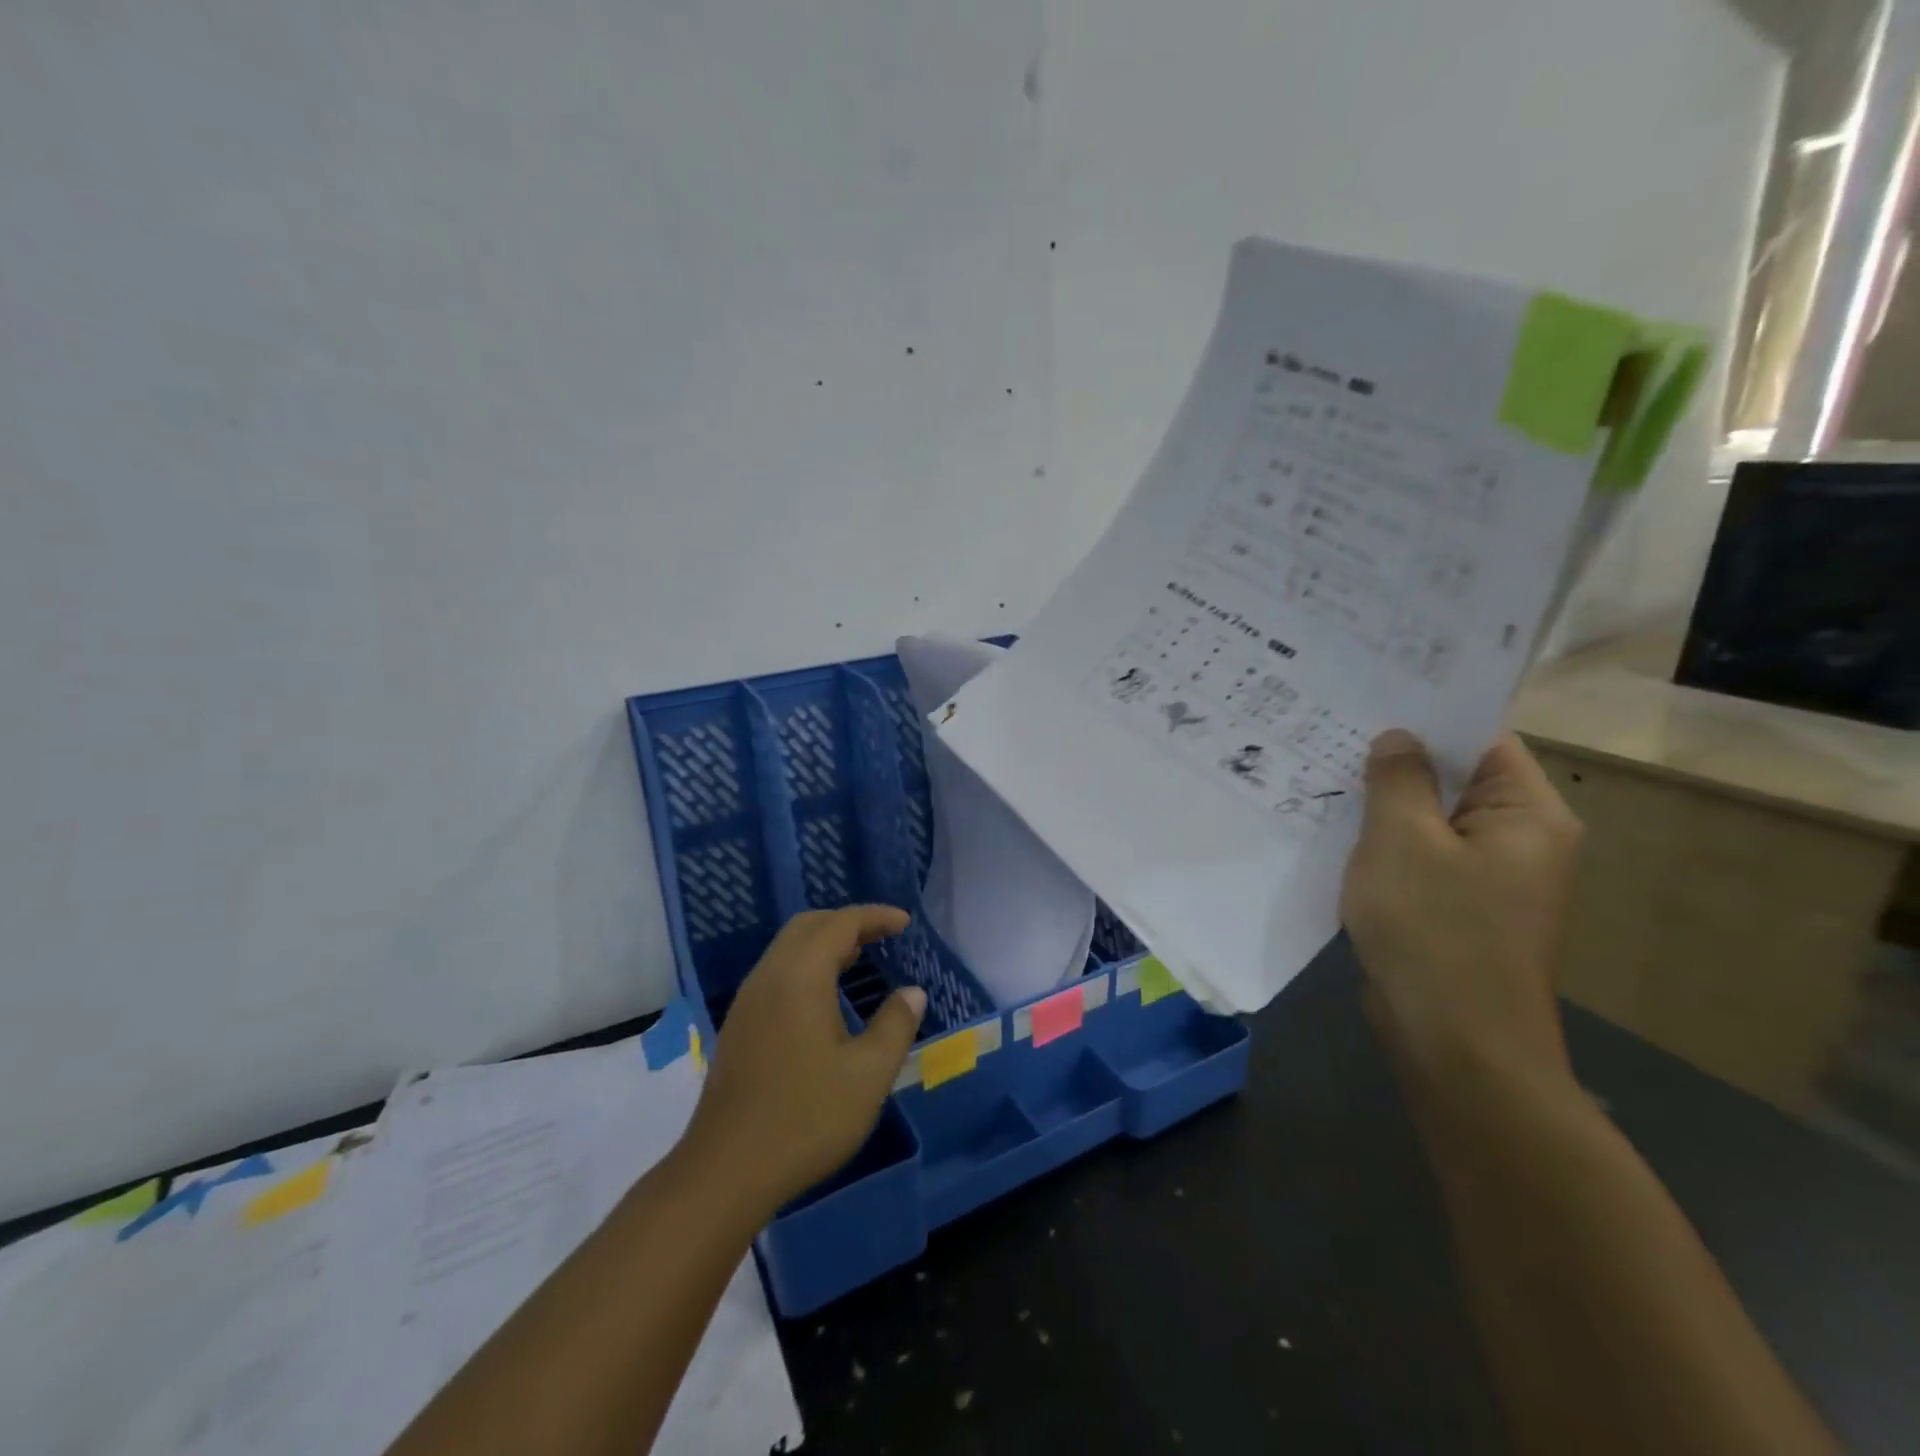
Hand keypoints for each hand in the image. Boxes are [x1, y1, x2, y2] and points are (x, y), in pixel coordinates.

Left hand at [685, 905, 924, 1217]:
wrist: (726, 1171)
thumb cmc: (805, 1118)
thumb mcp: (869, 1074)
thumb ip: (896, 1025)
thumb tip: (912, 992)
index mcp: (800, 976)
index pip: (841, 924)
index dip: (875, 916)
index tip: (905, 923)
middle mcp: (768, 976)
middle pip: (809, 926)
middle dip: (848, 922)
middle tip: (883, 935)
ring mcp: (748, 1001)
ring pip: (788, 948)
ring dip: (825, 942)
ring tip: (860, 958)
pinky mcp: (739, 1025)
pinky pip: (777, 972)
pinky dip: (807, 964)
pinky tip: (824, 996)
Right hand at [1340, 730, 1582, 1091]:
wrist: (1455, 1046)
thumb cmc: (1435, 931)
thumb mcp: (1403, 840)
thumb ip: (1398, 778)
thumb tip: (1398, 737)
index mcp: (1528, 815)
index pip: (1482, 740)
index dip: (1427, 716)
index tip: (1368, 698)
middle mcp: (1519, 840)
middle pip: (1454, 779)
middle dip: (1395, 760)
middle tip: (1329, 732)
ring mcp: (1488, 879)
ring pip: (1430, 820)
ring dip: (1383, 803)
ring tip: (1321, 773)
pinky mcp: (1457, 908)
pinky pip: (1419, 857)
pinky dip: (1383, 843)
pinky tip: (1334, 832)